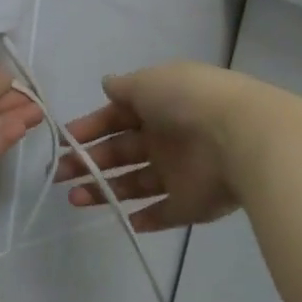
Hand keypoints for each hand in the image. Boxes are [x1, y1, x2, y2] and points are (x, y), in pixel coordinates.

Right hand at [55, 62, 269, 231]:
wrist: (241, 138)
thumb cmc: (187, 102)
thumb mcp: (149, 81)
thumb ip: (124, 87)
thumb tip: (106, 84)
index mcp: (158, 107)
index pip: (116, 118)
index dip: (89, 129)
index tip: (63, 143)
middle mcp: (167, 139)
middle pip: (120, 153)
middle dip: (88, 163)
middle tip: (60, 174)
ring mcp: (179, 174)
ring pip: (134, 184)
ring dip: (104, 191)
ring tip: (75, 198)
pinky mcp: (191, 205)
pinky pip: (164, 214)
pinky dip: (143, 219)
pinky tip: (122, 219)